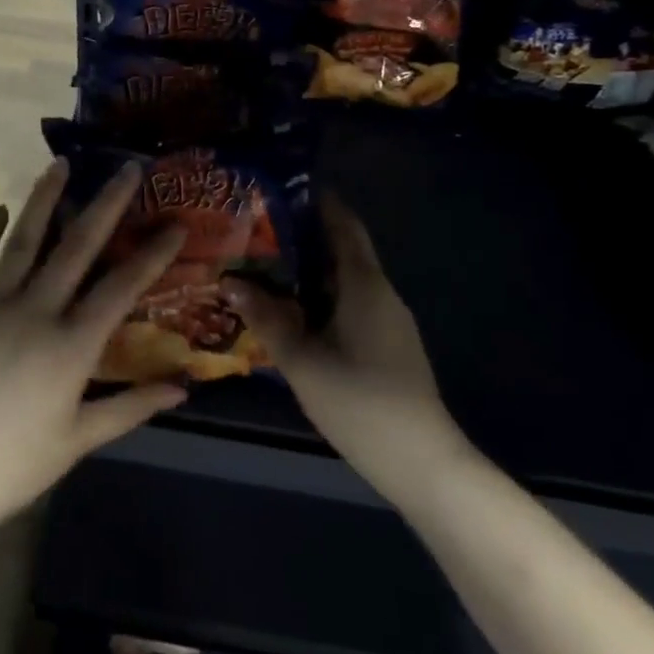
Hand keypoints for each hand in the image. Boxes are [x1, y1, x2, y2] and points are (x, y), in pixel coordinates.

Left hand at [0, 159, 186, 540]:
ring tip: (59, 165)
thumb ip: (131, 408)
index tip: (175, 223)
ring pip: (24, 241)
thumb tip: (182, 390)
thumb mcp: (79, 440)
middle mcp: (36, 312)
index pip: (122, 288)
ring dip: (44, 200)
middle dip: (106, 204)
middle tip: (126, 168)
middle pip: (77, 247)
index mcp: (71, 346)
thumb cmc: (12, 465)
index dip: (153, 253)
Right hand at [222, 195, 470, 510]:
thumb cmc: (360, 402)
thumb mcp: (302, 360)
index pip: (344, 225)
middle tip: (257, 232)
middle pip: (342, 251)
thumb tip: (230, 281)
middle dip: (303, 238)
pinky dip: (322, 298)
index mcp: (364, 284)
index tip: (281, 190)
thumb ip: (266, 319)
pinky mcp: (389, 346)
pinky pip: (351, 305)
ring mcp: (389, 321)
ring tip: (266, 270)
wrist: (423, 463)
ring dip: (309, 272)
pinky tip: (294, 314)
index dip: (317, 203)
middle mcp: (381, 293)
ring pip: (345, 282)